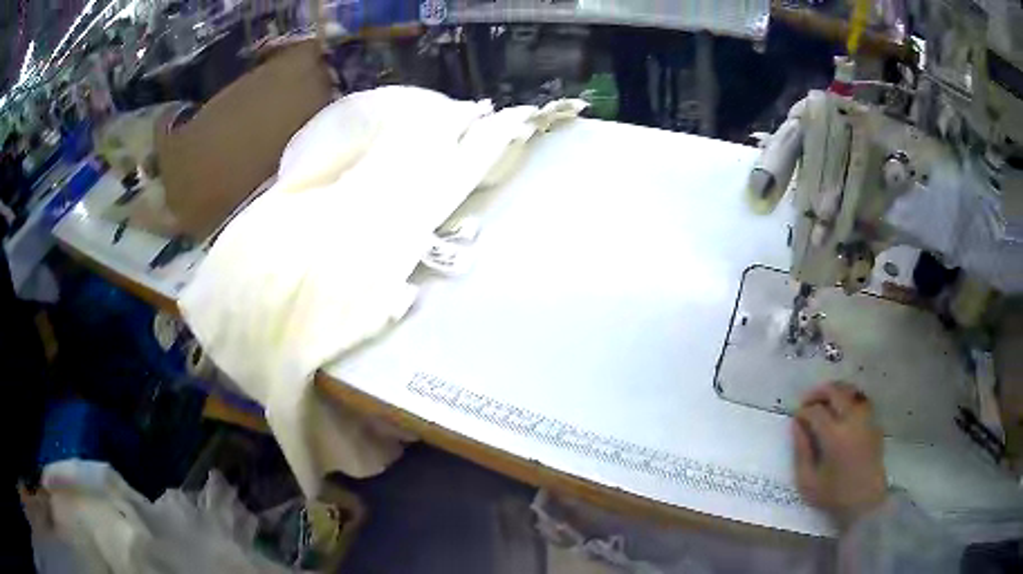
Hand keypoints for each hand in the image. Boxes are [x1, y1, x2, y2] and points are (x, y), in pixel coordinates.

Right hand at [793, 381, 887, 525]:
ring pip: (851, 391)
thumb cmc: (834, 496)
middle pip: (835, 392)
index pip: (815, 411)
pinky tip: (843, 410)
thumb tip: (797, 426)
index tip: (796, 417)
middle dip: (818, 393)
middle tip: (807, 401)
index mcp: (834, 436)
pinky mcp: (875, 423)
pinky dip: (850, 399)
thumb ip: (801, 451)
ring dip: (836, 391)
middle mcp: (852, 421)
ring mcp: (866, 420)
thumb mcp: (808, 481)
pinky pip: (862, 401)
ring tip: (825, 401)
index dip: (803, 411)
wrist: (866, 502)